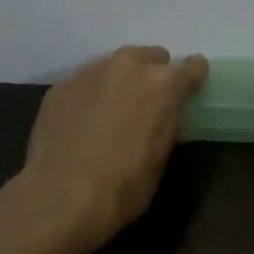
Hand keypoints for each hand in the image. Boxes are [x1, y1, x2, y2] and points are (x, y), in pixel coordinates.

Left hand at [20, 45, 209, 253]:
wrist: (62, 196)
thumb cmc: (124, 185)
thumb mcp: (161, 157)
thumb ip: (166, 124)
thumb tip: (163, 117)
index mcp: (163, 84)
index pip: (191, 67)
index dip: (192, 78)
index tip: (190, 88)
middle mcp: (129, 66)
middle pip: (150, 57)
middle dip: (152, 75)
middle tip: (146, 104)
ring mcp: (91, 72)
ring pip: (115, 65)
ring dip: (119, 82)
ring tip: (111, 111)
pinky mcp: (61, 85)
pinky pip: (85, 82)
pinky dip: (90, 95)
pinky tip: (82, 122)